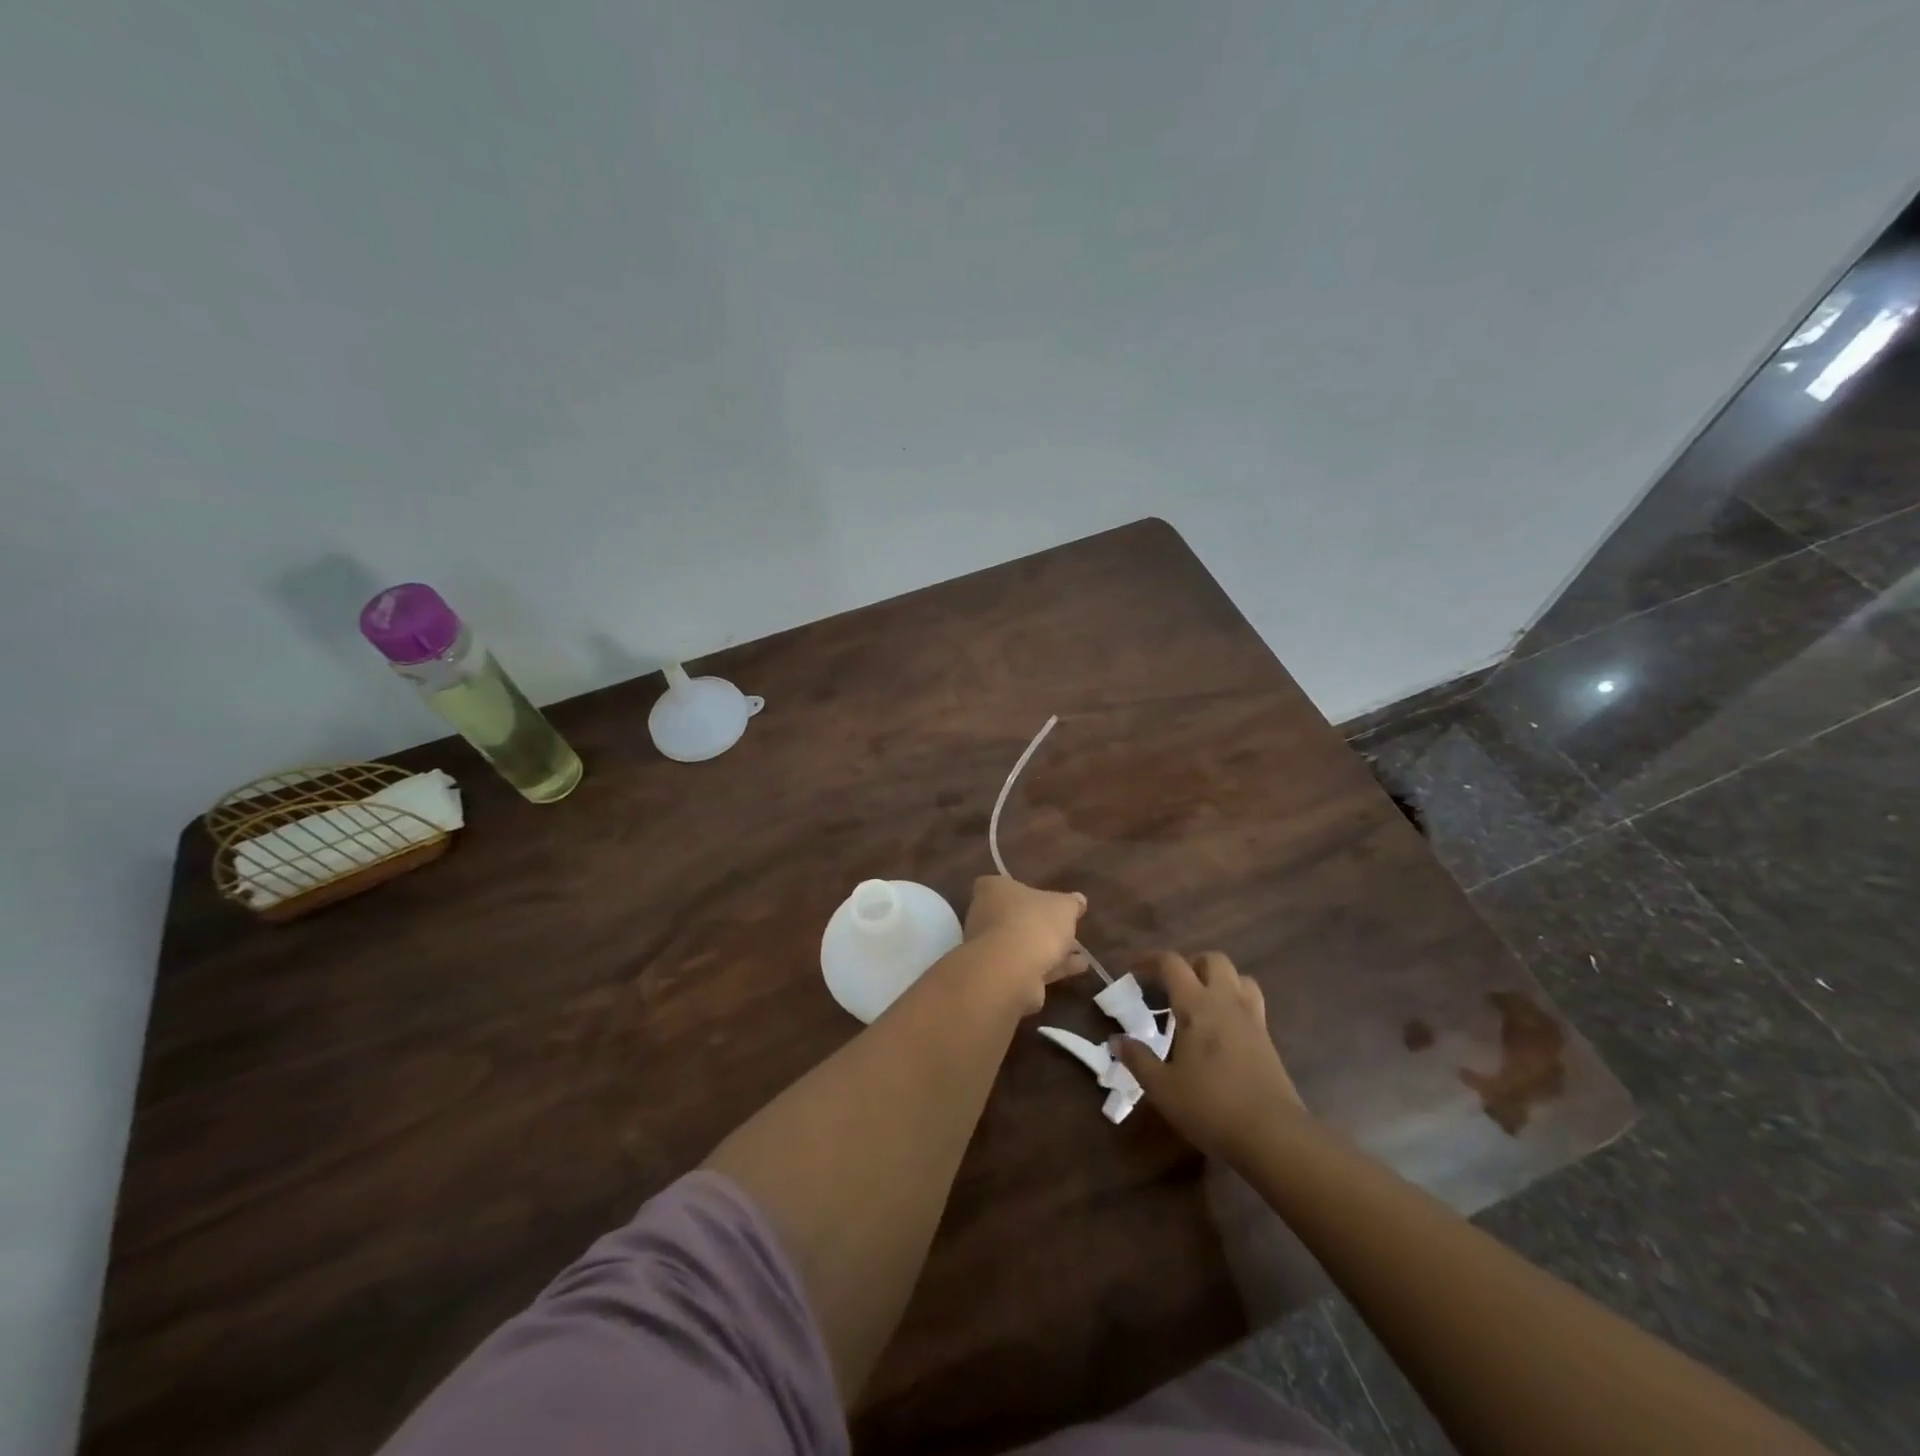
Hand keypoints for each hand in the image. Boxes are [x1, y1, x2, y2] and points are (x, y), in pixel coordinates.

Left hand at [962, 875, 1088, 1013]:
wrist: (1012, 971)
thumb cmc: (1034, 923)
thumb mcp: (1063, 907)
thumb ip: (1071, 903)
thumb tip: (1078, 900)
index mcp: (993, 890)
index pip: (1000, 884)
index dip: (1022, 890)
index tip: (1043, 898)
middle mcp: (984, 916)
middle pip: (1014, 916)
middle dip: (1041, 924)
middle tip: (1067, 928)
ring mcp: (989, 948)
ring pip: (1023, 945)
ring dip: (1051, 949)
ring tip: (1080, 952)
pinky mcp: (999, 975)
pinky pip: (1029, 967)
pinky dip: (1052, 967)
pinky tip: (1078, 968)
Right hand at [1117, 951, 1303, 1158]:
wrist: (1273, 1135)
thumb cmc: (1211, 1106)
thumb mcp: (1163, 1088)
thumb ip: (1138, 1059)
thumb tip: (1116, 1040)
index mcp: (1197, 1005)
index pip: (1172, 964)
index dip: (1151, 961)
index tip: (1134, 972)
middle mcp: (1226, 1001)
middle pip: (1212, 959)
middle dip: (1191, 964)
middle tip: (1172, 987)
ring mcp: (1252, 1018)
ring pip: (1239, 977)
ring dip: (1218, 979)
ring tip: (1201, 1002)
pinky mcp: (1268, 1039)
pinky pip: (1251, 1002)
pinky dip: (1234, 1002)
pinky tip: (1222, 1030)